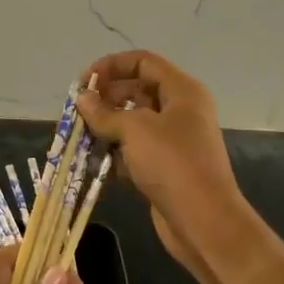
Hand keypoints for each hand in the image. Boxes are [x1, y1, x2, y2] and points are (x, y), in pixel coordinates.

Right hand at [76, 51, 247, 277]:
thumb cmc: (172, 163)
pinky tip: (94, 161)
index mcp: (182, 91)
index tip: (84, 82)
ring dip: (107, 127)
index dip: (112, 65)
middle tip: (79, 112)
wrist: (204, 222)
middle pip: (137, 90)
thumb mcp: (134, 130)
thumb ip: (104, 112)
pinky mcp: (166, 167)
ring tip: (81, 136)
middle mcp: (181, 110)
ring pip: (134, 122)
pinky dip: (115, 152)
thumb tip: (82, 99)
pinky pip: (136, 150)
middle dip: (106, 98)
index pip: (143, 62)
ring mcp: (174, 140)